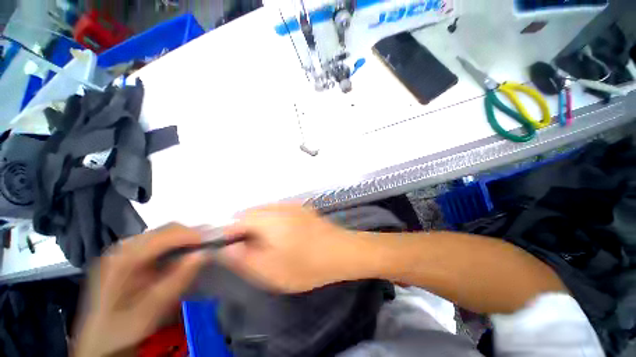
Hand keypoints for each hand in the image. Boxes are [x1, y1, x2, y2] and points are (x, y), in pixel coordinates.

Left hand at [74, 224, 207, 356]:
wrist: (99, 343)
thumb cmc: (122, 330)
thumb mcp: (150, 310)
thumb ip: (177, 280)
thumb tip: (204, 253)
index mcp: (123, 259)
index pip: (166, 235)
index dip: (193, 235)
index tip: (215, 240)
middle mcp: (122, 247)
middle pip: (165, 230)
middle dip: (191, 235)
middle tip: (211, 244)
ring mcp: (123, 250)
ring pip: (163, 234)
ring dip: (184, 239)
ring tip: (201, 248)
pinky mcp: (127, 256)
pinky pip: (157, 242)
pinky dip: (175, 245)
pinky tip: (182, 255)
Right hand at [221, 204, 368, 292]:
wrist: (342, 251)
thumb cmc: (307, 264)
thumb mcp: (270, 269)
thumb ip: (243, 258)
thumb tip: (226, 248)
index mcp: (268, 218)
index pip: (237, 220)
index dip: (229, 235)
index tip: (231, 251)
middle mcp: (279, 206)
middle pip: (251, 213)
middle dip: (244, 230)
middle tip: (250, 251)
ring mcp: (292, 205)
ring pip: (265, 212)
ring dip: (259, 226)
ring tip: (266, 246)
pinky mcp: (302, 209)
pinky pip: (278, 212)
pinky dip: (272, 222)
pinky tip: (282, 237)